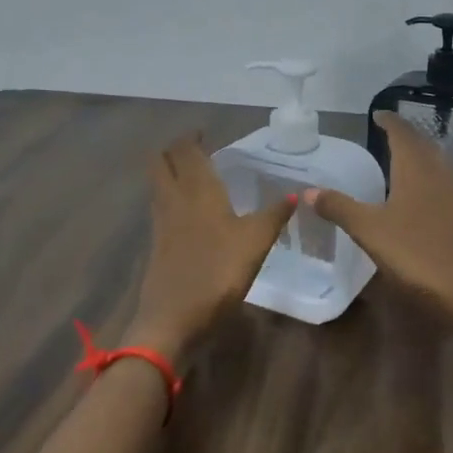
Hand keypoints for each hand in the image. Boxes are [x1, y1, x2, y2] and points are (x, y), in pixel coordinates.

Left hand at [131, 135, 296, 355]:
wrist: (173, 319)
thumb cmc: (218, 273)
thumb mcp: (256, 242)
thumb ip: (274, 215)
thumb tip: (295, 194)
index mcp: (198, 190)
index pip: (185, 151)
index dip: (191, 137)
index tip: (205, 132)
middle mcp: (174, 199)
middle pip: (162, 162)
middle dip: (175, 150)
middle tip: (197, 149)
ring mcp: (161, 223)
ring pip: (158, 184)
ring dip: (170, 171)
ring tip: (194, 173)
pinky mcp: (157, 245)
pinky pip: (161, 207)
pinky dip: (171, 196)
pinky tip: (190, 211)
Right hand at [310, 112, 452, 324]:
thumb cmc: (416, 253)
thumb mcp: (369, 230)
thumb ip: (339, 207)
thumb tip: (306, 189)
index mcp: (415, 168)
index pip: (402, 134)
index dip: (390, 122)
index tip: (377, 114)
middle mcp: (437, 174)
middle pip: (421, 145)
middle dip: (404, 135)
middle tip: (386, 131)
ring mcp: (452, 195)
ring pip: (434, 163)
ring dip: (418, 154)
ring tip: (400, 156)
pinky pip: (440, 182)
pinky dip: (425, 176)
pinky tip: (417, 193)